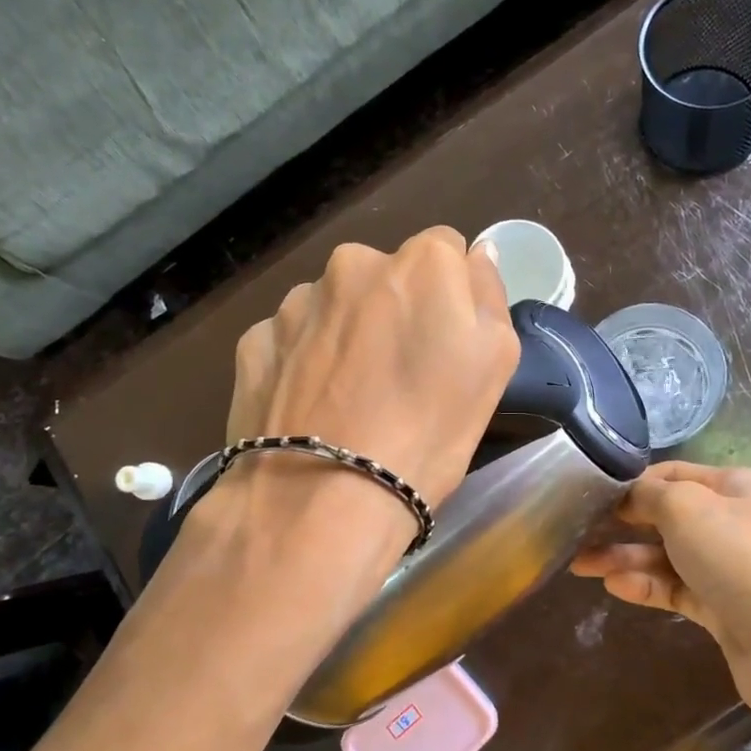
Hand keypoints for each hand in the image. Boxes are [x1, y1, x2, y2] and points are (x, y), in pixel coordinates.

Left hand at [224, 227, 518, 525]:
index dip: (451, 297)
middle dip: (396, 310)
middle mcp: (352, 264)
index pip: (447, 250)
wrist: (324, 500)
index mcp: (420, 263)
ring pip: (336, 305)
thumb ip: (489, 294)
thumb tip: (476, 254)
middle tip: (400, 376)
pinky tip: (313, 407)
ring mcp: (296, 301)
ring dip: (347, 333)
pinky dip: (305, 360)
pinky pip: (294, 338)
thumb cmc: (429, 432)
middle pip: (387, 276)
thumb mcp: (495, 363)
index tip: (447, 345)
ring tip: (351, 398)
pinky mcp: (254, 340)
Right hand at [571, 462, 750, 726]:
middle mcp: (732, 523)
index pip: (671, 475)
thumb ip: (649, 496)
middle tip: (574, 533)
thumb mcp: (687, 509)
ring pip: (666, 556)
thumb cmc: (742, 559)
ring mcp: (728, 569)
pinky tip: (614, 587)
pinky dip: (645, 586)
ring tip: (581, 564)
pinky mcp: (722, 610)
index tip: (589, 497)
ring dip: (625, 557)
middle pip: (665, 516)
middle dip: (621, 523)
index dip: (631, 484)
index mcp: (733, 487)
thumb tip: (628, 497)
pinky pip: (675, 590)